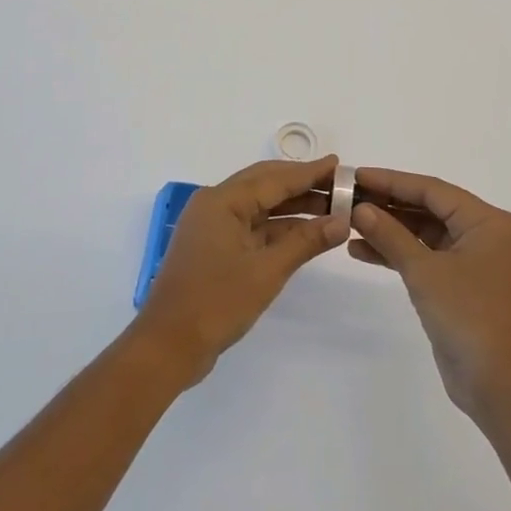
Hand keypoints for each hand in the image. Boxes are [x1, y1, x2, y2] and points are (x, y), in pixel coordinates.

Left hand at [132, 157, 348, 384]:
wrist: (168, 346)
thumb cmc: (216, 302)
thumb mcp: (267, 271)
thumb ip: (305, 242)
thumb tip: (342, 221)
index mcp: (222, 200)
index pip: (274, 178)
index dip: (310, 172)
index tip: (339, 164)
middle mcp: (215, 204)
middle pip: (266, 185)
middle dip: (304, 185)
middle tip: (340, 185)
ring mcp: (213, 227)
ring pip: (261, 207)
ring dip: (294, 208)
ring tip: (332, 209)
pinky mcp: (215, 248)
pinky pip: (253, 227)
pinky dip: (279, 229)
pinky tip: (307, 233)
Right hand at [349, 168, 510, 420]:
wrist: (503, 388)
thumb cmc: (470, 317)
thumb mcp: (425, 272)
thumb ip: (391, 236)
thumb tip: (360, 209)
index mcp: (487, 222)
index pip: (432, 190)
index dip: (391, 181)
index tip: (356, 176)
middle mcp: (483, 235)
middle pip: (428, 209)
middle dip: (387, 204)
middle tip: (347, 198)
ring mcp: (473, 263)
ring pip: (424, 234)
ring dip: (389, 230)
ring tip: (348, 224)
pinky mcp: (461, 287)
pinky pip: (425, 258)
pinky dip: (398, 255)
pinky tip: (362, 251)